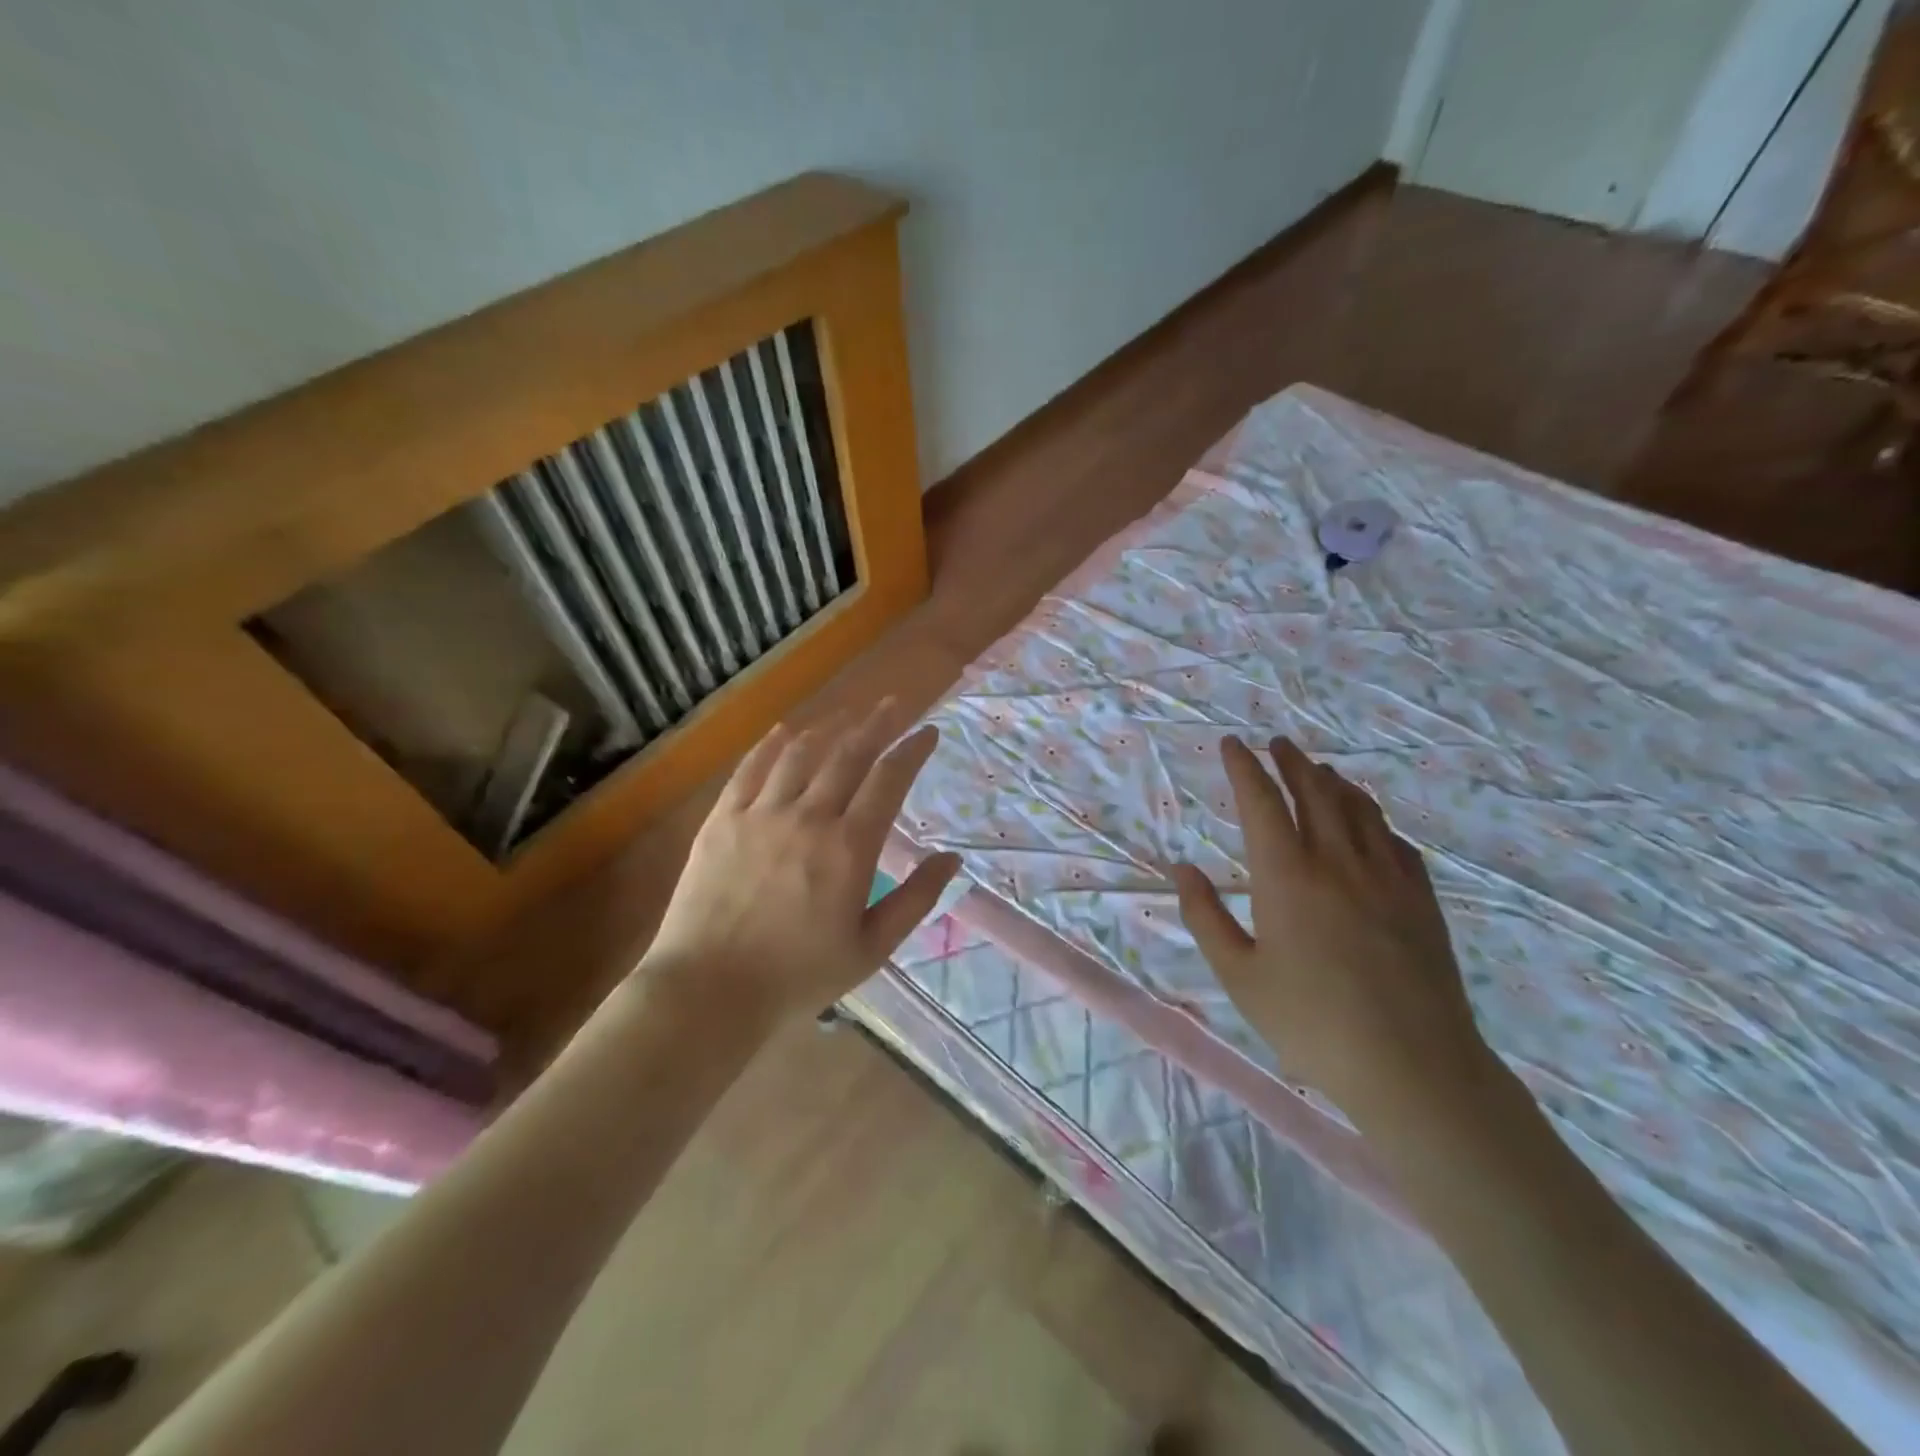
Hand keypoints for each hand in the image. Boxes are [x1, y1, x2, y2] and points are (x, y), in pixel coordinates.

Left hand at [640, 701, 960, 1025]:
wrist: (708, 991)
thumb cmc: (798, 977)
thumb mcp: (870, 948)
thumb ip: (915, 900)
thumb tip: (952, 859)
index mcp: (849, 848)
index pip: (889, 780)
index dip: (912, 750)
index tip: (929, 732)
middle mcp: (808, 817)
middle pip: (849, 754)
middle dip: (877, 724)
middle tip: (894, 704)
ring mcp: (761, 813)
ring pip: (800, 753)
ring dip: (829, 728)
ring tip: (848, 715)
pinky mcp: (722, 819)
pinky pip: (750, 768)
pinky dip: (771, 744)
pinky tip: (784, 731)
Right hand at [1170, 736, 1493, 1127]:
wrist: (1413, 1066)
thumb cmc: (1310, 1022)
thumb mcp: (1238, 975)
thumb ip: (1205, 916)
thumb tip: (1182, 867)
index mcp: (1286, 875)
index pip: (1261, 802)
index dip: (1244, 768)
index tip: (1232, 744)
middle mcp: (1337, 861)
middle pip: (1314, 792)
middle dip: (1291, 762)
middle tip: (1277, 743)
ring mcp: (1386, 877)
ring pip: (1359, 809)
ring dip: (1334, 782)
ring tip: (1320, 770)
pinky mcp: (1421, 899)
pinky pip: (1396, 842)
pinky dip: (1375, 820)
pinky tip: (1371, 825)